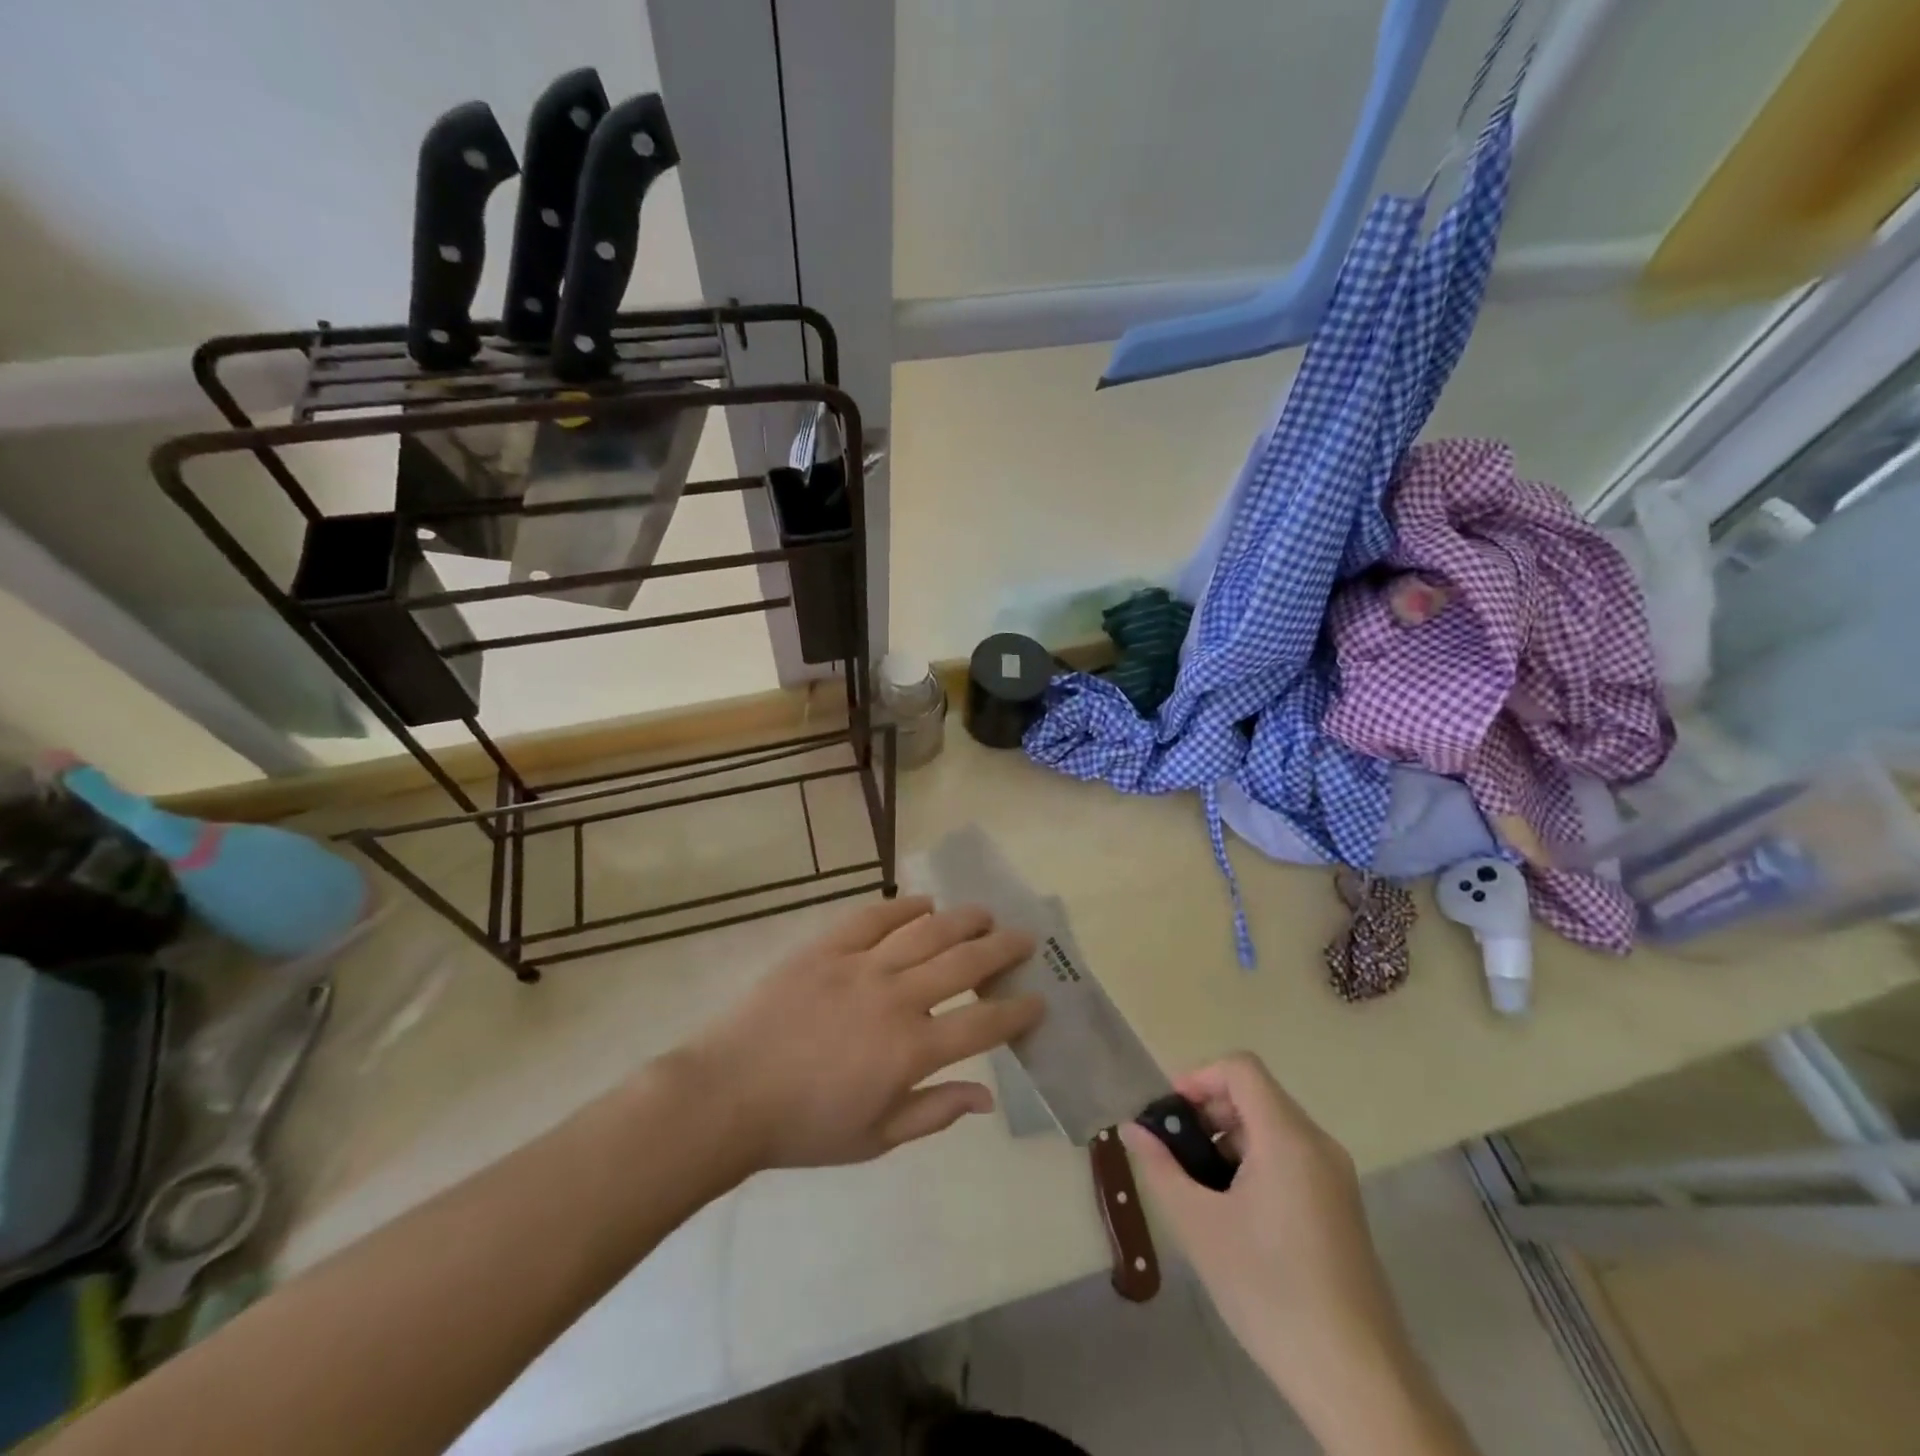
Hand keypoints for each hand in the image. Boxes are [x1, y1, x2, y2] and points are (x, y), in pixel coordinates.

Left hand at [676, 897, 1040, 1171]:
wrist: (728, 1094)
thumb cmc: (804, 1127)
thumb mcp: (875, 1139)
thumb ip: (934, 1113)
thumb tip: (987, 1096)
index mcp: (911, 1050)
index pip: (983, 1023)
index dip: (1017, 1010)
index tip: (1038, 999)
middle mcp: (896, 998)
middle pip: (964, 963)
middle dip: (1002, 949)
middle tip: (1025, 939)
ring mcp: (860, 966)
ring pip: (925, 930)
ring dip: (962, 919)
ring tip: (985, 913)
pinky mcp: (826, 947)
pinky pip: (873, 916)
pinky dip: (903, 906)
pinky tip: (924, 901)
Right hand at [1119, 1056, 1428, 1427]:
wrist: (1358, 1380)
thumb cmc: (1270, 1292)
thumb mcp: (1200, 1227)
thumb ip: (1161, 1168)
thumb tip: (1132, 1128)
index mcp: (1288, 1138)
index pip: (1241, 1069)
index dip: (1198, 1077)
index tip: (1168, 1116)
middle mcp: (1317, 1145)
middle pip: (1256, 1094)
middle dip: (1208, 1112)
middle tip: (1175, 1154)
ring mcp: (1334, 1177)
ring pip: (1272, 1127)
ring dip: (1228, 1139)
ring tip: (1199, 1189)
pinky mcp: (1340, 1206)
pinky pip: (1290, 1157)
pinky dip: (1254, 1162)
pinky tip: (1234, 1213)